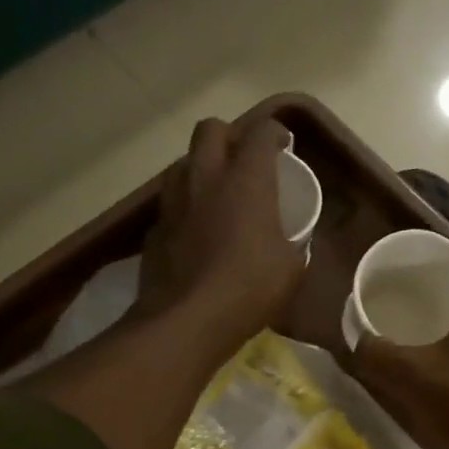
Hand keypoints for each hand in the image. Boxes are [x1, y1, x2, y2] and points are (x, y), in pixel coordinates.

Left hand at [134, 117, 303, 345]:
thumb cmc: (249, 289)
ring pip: (184, 162)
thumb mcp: (290, 269)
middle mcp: (206, 177)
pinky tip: (195, 231)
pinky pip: (171, 202)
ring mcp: (174, 201)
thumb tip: (293, 242)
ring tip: (216, 193)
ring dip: (201, 168)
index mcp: (246, 180)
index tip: (282, 145)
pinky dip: (185, 206)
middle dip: (229, 137)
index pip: (260, 132)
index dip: (273, 133)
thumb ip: (293, 243)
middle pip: (210, 129)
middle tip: (243, 161)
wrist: (188, 320)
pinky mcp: (155, 227)